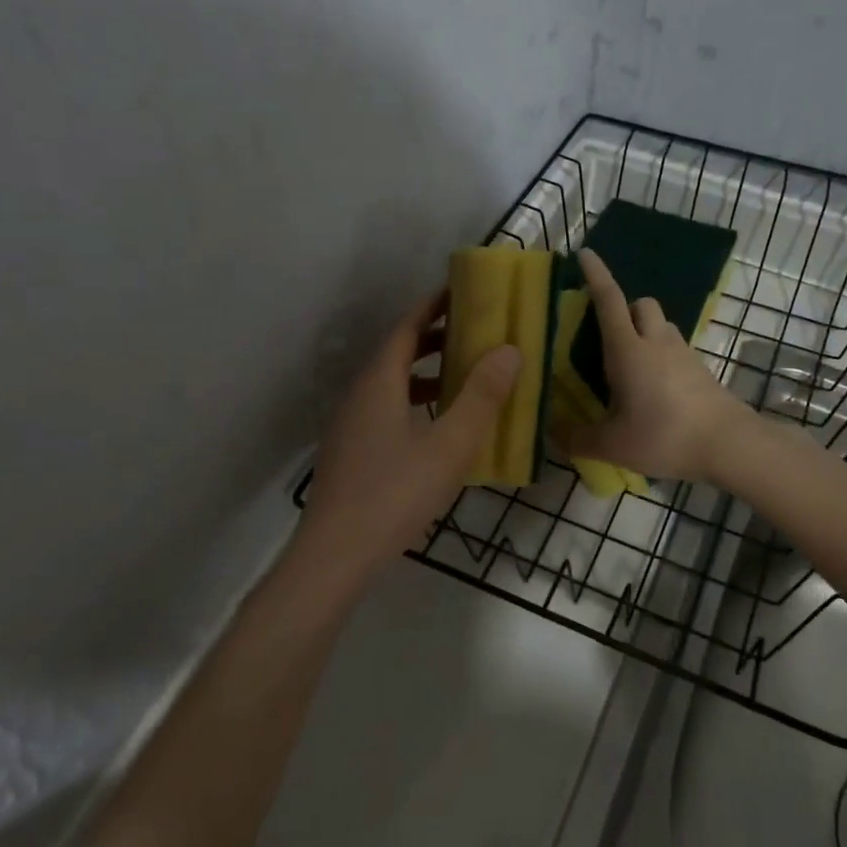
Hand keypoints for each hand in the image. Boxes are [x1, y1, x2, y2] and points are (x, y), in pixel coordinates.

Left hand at [296, 290, 520, 581]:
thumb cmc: (396, 493)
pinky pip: (386, 409)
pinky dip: (414, 402)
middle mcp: (360, 395)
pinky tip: (436, 428)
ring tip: (461, 377)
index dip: (432, 306)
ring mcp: (350, 424)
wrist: (336, 553)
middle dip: (433, 338)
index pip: (406, 328)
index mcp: (380, 382)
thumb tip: (509, 350)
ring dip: (425, 373)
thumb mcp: (450, 445)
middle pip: (397, 353)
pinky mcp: (351, 451)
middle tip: (471, 333)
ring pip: (390, 384)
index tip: (460, 292)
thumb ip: (481, 397)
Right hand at [559, 249, 750, 481]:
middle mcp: (656, 343)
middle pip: (642, 304)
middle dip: (624, 308)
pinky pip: (676, 349)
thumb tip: (551, 433)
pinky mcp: (701, 371)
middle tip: (607, 336)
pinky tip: (654, 389)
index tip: (585, 254)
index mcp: (628, 350)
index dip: (596, 275)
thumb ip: (577, 438)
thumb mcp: (612, 445)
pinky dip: (661, 356)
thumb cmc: (665, 436)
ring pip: (662, 325)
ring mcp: (683, 355)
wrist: (730, 445)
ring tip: (629, 365)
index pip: (609, 300)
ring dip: (644, 331)